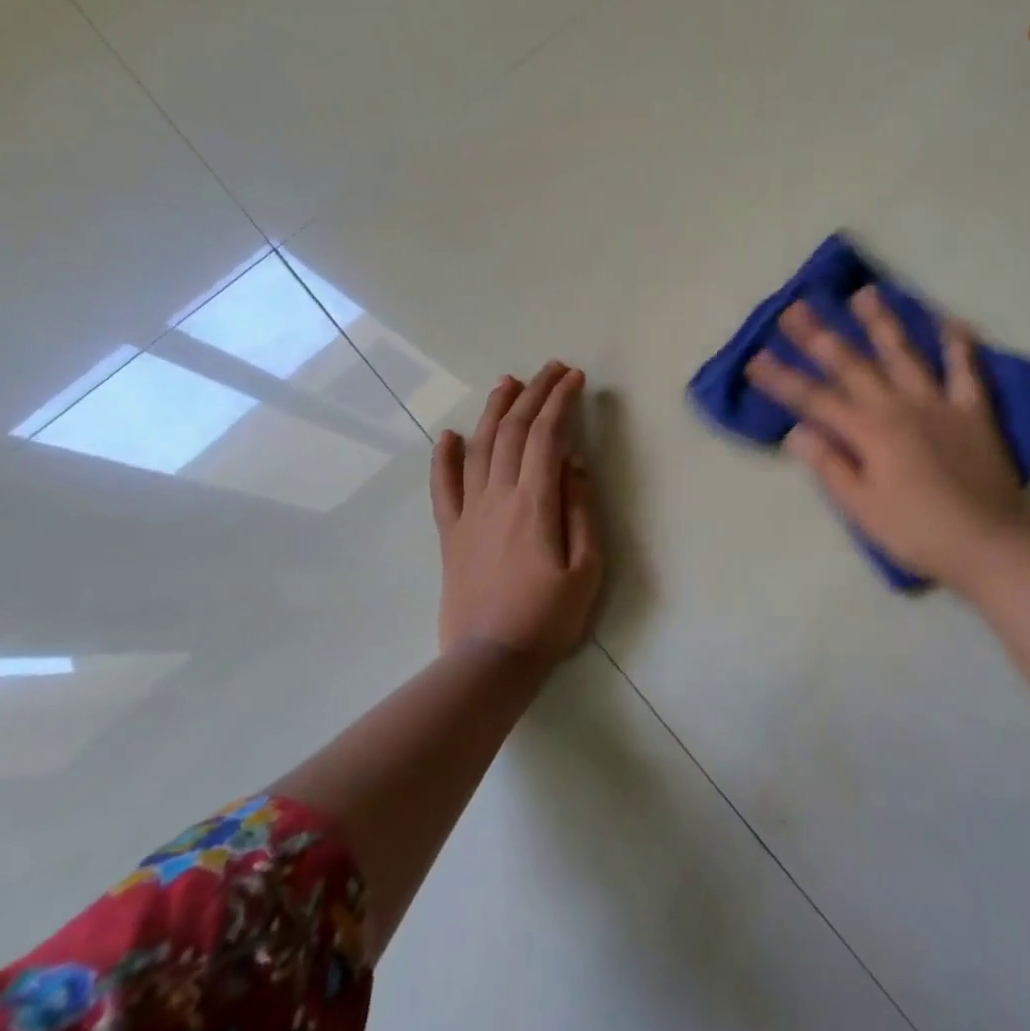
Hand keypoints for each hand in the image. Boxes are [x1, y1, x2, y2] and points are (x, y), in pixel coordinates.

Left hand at [432, 362, 602, 665]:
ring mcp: (469, 513)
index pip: (547, 436)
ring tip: (509, 384)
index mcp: (535, 503)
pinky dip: (444, 458)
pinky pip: (443, 487)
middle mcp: (498, 497)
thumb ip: (581, 510)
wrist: (490, 660)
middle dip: (534, 394)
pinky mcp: (450, 533)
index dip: (561, 401)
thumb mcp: (586, 567)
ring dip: (495, 411)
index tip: (575, 379)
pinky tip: (448, 436)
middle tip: (551, 369)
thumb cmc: (548, 617)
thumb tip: (574, 464)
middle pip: (513, 431)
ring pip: (479, 448)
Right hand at [747, 288, 1029, 590]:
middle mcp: (900, 406)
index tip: (755, 358)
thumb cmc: (919, 533)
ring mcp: (939, 403)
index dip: (782, 379)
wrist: (991, 544)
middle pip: (852, 365)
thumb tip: (796, 430)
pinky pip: (965, 368)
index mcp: (869, 432)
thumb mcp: (863, 510)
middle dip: (820, 336)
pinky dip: (957, 342)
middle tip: (796, 307)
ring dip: (882, 322)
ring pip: (904, 353)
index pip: (814, 399)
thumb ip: (831, 466)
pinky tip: (948, 319)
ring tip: (864, 293)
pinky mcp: (973, 409)